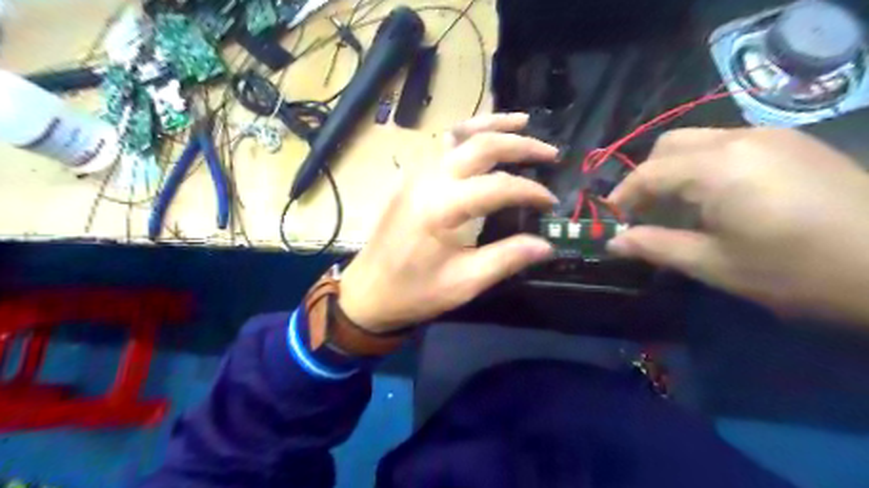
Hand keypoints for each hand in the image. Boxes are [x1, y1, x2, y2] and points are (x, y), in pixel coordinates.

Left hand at [336, 110, 560, 331]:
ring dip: (492, 125)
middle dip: (519, 145)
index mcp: (440, 207)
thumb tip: (546, 246)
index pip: (497, 186)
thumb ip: (505, 259)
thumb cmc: (413, 292)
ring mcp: (415, 173)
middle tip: (550, 152)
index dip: (530, 191)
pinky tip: (482, 135)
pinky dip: (467, 133)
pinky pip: (441, 144)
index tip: (550, 202)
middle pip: (480, 146)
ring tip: (523, 122)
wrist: (367, 292)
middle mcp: (427, 179)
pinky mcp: (409, 177)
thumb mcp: (463, 283)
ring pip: (458, 134)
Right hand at [606, 128, 867, 320]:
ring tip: (679, 207)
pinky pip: (727, 143)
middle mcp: (738, 139)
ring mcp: (769, 136)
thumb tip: (614, 243)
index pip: (649, 173)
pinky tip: (717, 196)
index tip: (613, 219)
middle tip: (645, 212)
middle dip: (647, 176)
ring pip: (698, 140)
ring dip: (675, 169)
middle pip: (669, 144)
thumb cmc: (797, 271)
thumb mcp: (715, 265)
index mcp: (717, 169)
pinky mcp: (791, 142)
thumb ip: (656, 247)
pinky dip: (704, 164)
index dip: (623, 196)